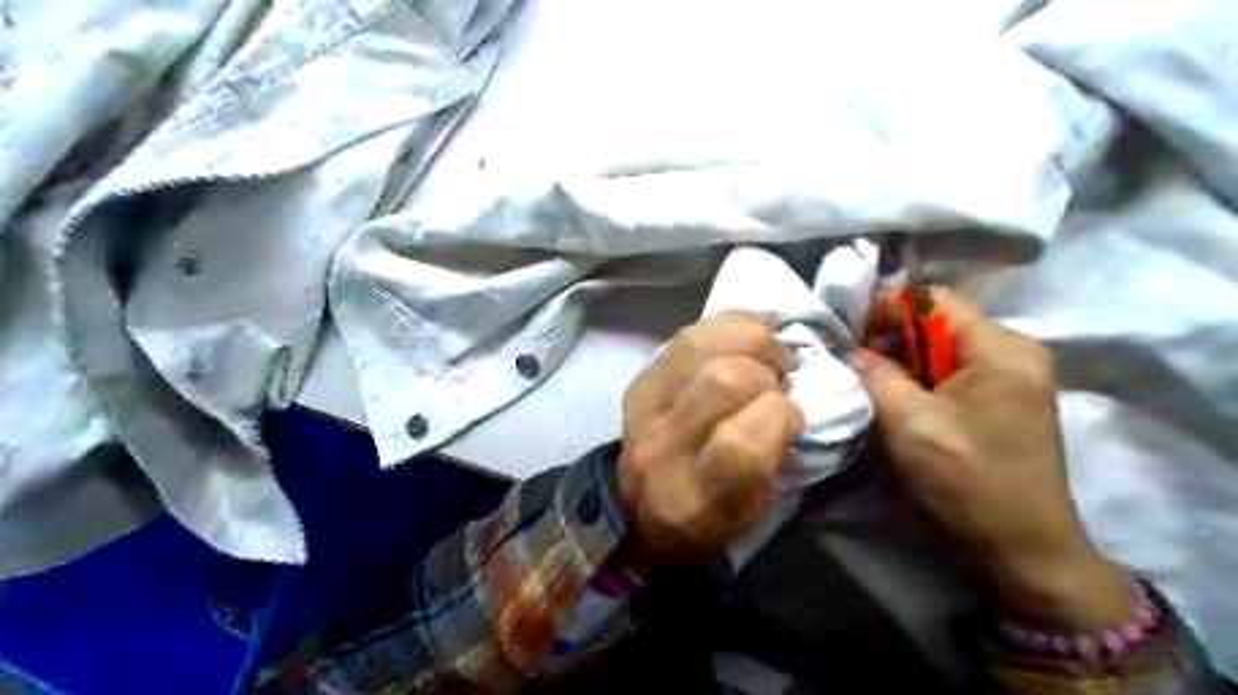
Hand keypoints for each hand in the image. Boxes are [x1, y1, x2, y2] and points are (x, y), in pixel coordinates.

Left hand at [615, 312, 802, 571]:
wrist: (637, 507)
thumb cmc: (708, 517)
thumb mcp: (754, 512)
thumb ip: (782, 458)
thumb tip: (806, 393)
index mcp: (696, 496)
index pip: (741, 443)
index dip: (781, 416)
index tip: (794, 416)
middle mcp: (664, 447)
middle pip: (723, 380)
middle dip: (768, 373)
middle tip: (779, 382)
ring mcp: (645, 405)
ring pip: (702, 346)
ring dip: (751, 340)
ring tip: (767, 356)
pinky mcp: (640, 378)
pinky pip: (688, 333)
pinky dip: (730, 324)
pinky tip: (752, 332)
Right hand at [853, 289, 1128, 628]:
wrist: (1025, 547)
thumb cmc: (968, 480)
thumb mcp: (909, 424)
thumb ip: (875, 376)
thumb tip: (852, 351)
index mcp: (1001, 349)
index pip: (933, 300)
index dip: (887, 309)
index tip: (852, 337)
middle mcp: (1016, 352)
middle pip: (941, 322)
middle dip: (894, 339)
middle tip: (860, 366)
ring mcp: (1017, 376)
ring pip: (946, 348)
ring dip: (907, 361)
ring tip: (878, 386)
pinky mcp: (1010, 399)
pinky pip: (958, 371)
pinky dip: (926, 379)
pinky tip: (907, 403)